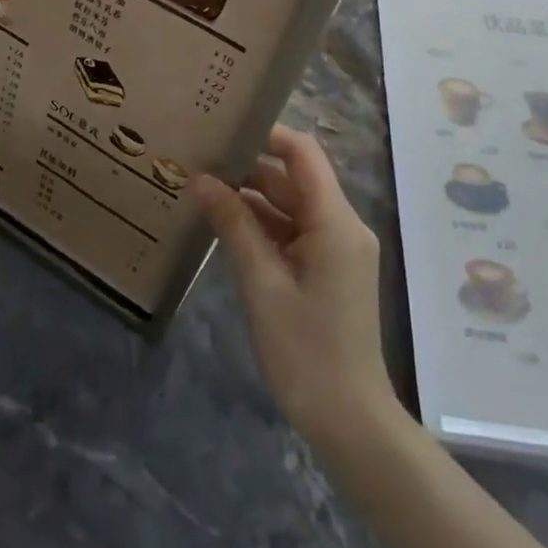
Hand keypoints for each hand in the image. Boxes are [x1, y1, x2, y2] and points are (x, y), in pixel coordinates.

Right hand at [195, 125, 395, 448]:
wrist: (349, 419)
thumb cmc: (305, 350)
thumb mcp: (262, 283)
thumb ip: (234, 225)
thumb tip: (202, 180)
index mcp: (335, 222)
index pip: (302, 154)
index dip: (266, 134)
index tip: (222, 128)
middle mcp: (342, 226)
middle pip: (294, 179)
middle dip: (248, 168)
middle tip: (198, 160)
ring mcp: (337, 249)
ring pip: (291, 207)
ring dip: (252, 198)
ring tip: (202, 188)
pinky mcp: (329, 270)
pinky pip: (294, 233)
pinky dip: (263, 226)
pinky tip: (224, 225)